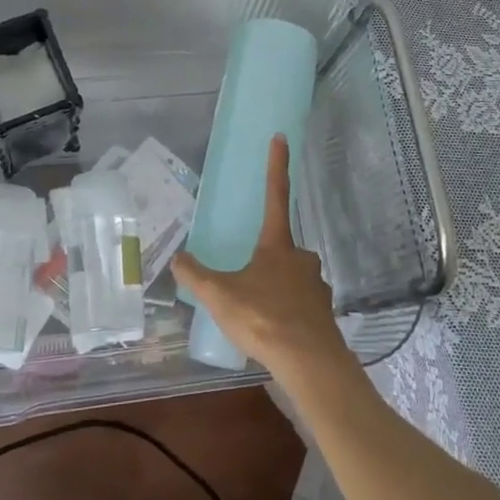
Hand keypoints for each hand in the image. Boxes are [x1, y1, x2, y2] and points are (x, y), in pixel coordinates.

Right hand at [171, 135, 350, 381]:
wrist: (311, 363)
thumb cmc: (264, 319)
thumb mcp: (221, 296)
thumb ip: (196, 276)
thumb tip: (177, 257)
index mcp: (277, 245)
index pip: (275, 194)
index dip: (277, 165)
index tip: (281, 136)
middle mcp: (301, 258)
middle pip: (281, 246)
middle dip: (264, 258)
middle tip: (246, 280)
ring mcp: (316, 286)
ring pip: (291, 278)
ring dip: (275, 288)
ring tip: (255, 312)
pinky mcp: (323, 313)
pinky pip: (299, 305)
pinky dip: (285, 312)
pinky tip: (272, 331)